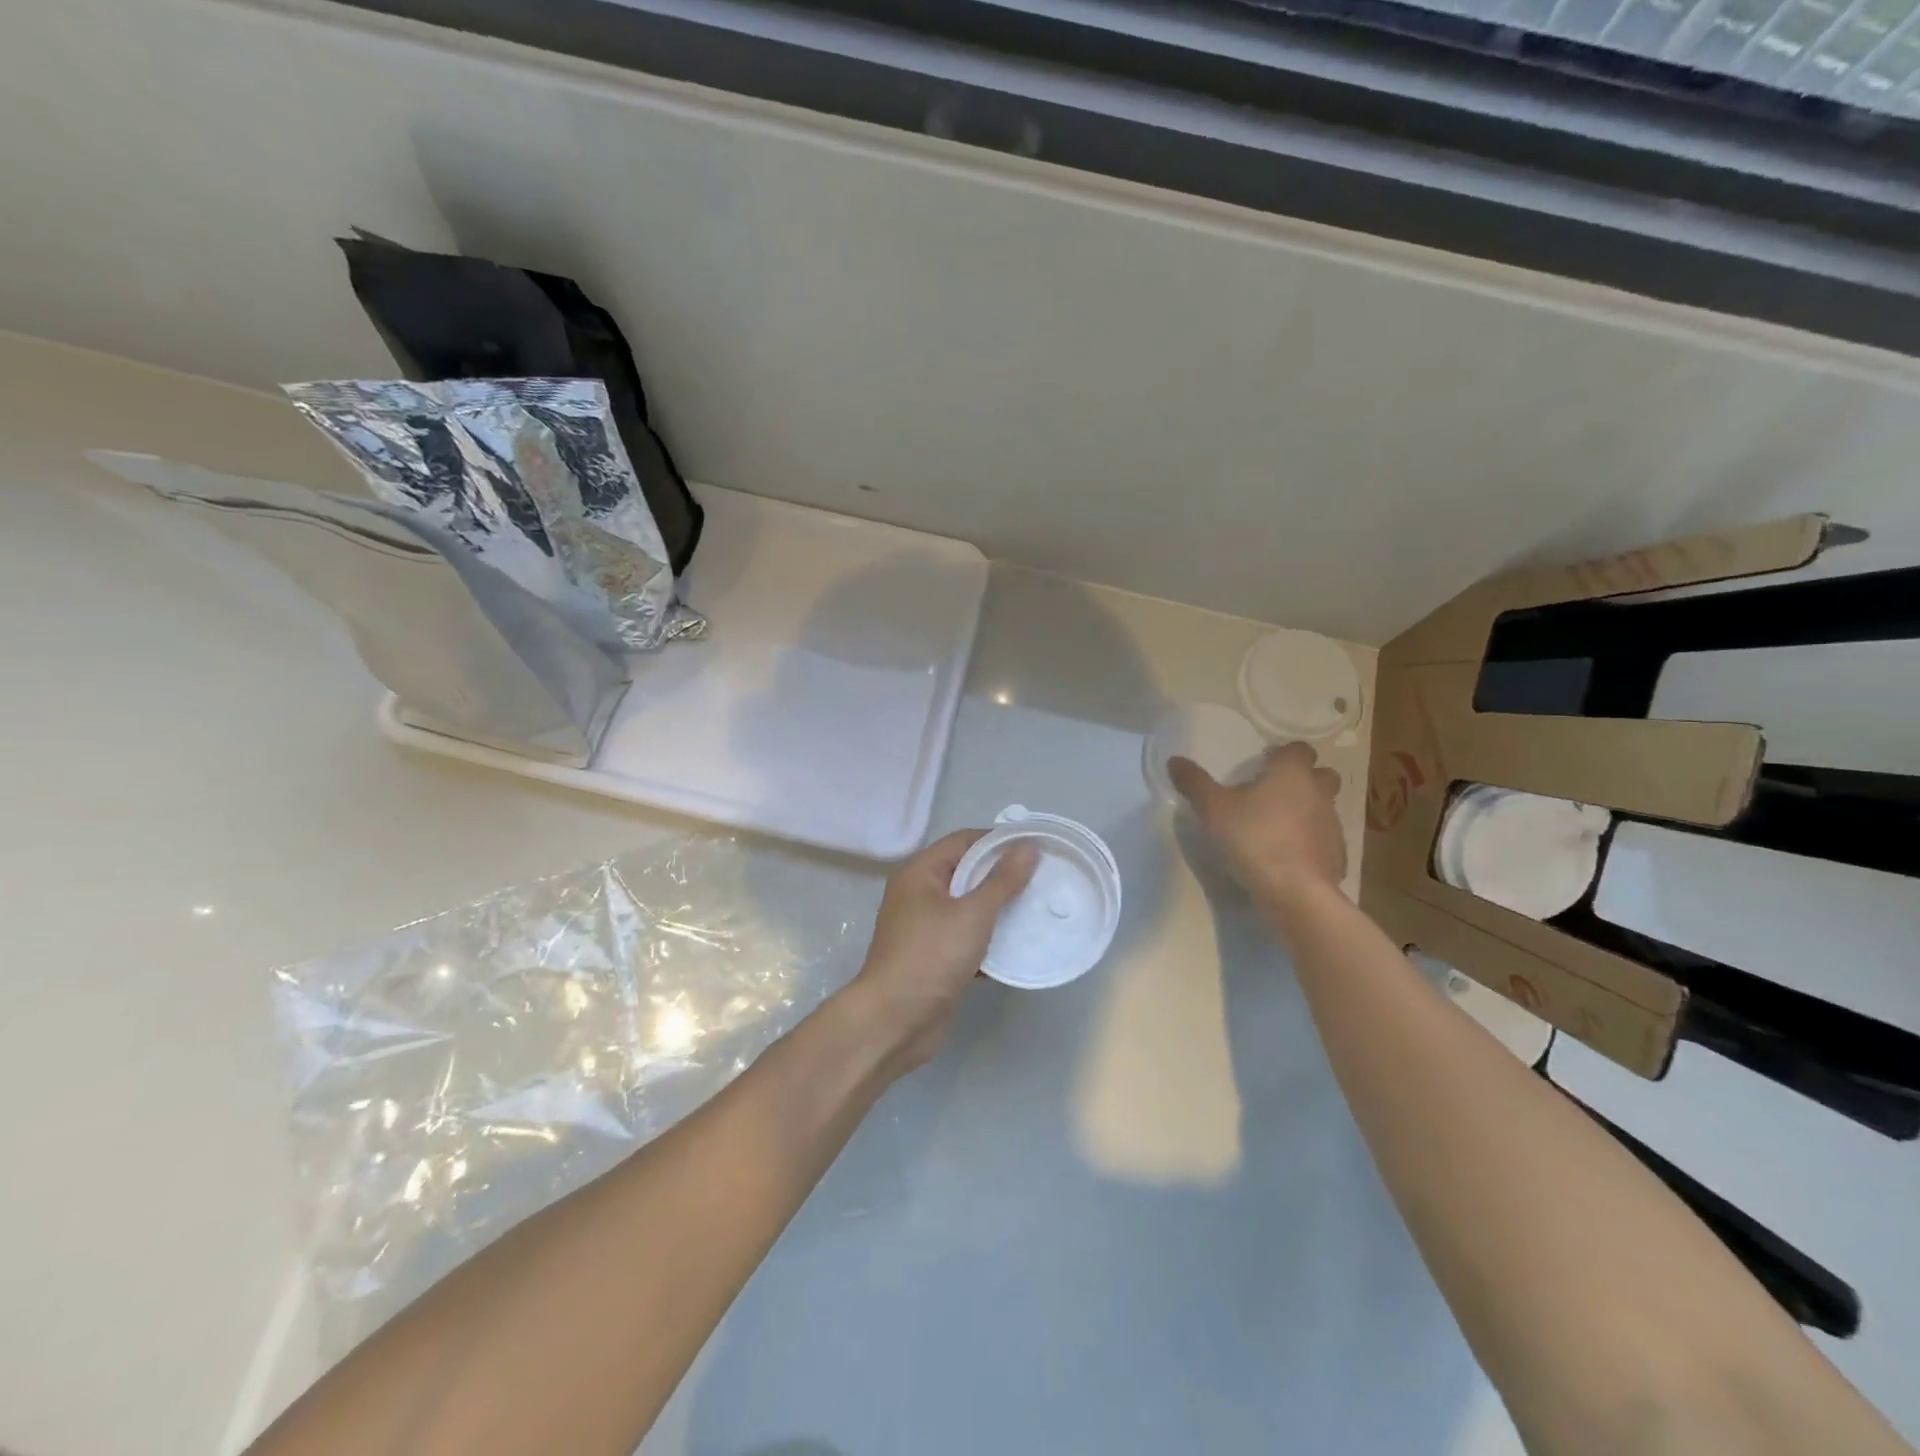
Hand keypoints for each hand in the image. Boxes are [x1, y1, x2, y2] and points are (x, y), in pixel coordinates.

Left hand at [842, 830, 1038, 1076]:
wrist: (895, 1022)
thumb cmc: (931, 956)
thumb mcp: (972, 914)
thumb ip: (1003, 880)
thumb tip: (1028, 846)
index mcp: (921, 873)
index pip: (964, 841)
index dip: (999, 840)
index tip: (1036, 847)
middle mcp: (920, 894)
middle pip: (967, 873)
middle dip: (1003, 876)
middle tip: (1044, 878)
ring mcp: (926, 928)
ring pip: (969, 907)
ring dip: (1000, 909)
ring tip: (1039, 908)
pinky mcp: (935, 957)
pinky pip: (968, 937)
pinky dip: (990, 939)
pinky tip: (1021, 946)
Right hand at [1169, 741, 1345, 905]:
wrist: (1294, 891)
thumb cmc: (1253, 838)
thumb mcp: (1212, 809)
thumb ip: (1194, 783)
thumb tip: (1175, 760)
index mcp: (1292, 773)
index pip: (1299, 749)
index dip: (1284, 755)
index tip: (1264, 765)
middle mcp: (1319, 793)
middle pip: (1322, 776)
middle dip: (1305, 780)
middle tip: (1275, 794)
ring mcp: (1333, 825)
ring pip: (1325, 808)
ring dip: (1307, 812)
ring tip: (1278, 828)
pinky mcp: (1337, 856)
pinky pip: (1325, 842)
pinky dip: (1311, 844)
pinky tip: (1289, 859)